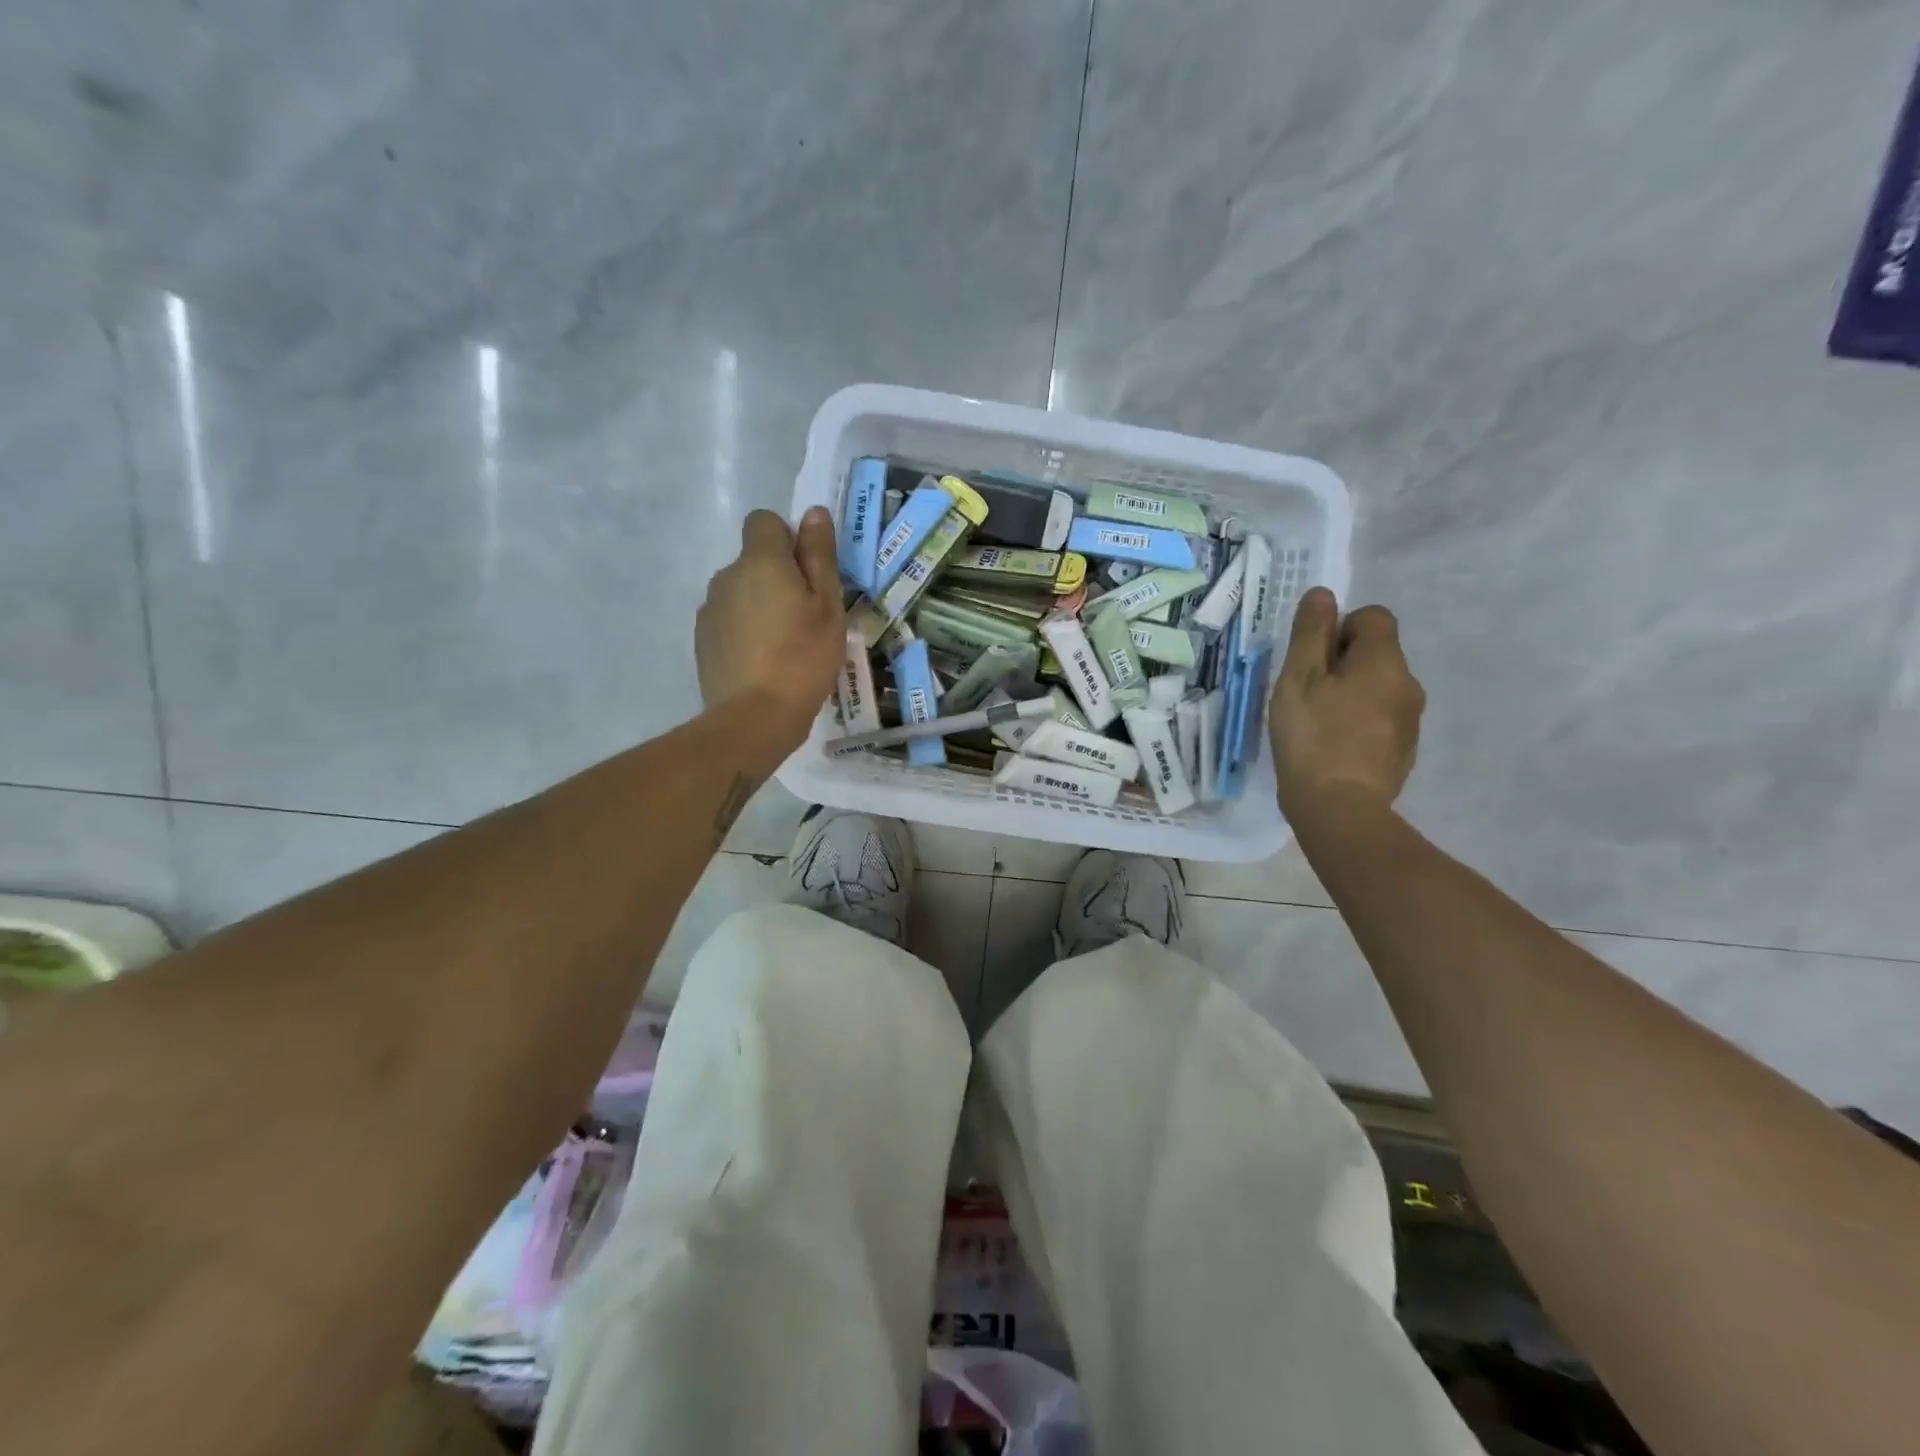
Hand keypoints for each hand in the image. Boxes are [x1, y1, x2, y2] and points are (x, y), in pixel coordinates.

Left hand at [696, 507, 845, 744]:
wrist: (754, 717)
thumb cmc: (803, 657)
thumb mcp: (827, 606)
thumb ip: (819, 556)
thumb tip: (813, 512)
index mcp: (759, 561)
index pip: (764, 521)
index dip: (788, 540)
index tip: (808, 574)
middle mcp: (727, 576)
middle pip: (753, 560)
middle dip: (777, 577)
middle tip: (805, 618)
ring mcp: (709, 609)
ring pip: (740, 592)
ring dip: (760, 605)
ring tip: (784, 645)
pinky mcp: (702, 640)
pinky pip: (729, 621)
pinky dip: (745, 631)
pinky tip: (763, 663)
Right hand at [1269, 588, 1424, 822]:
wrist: (1340, 808)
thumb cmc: (1312, 737)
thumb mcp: (1298, 679)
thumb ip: (1311, 633)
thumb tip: (1324, 594)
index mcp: (1384, 661)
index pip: (1373, 617)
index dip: (1339, 628)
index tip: (1312, 660)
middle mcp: (1408, 683)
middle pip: (1377, 653)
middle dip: (1342, 663)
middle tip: (1306, 693)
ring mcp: (1411, 720)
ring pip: (1379, 687)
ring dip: (1351, 693)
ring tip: (1317, 722)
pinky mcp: (1404, 750)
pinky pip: (1381, 718)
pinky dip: (1358, 722)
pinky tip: (1332, 746)